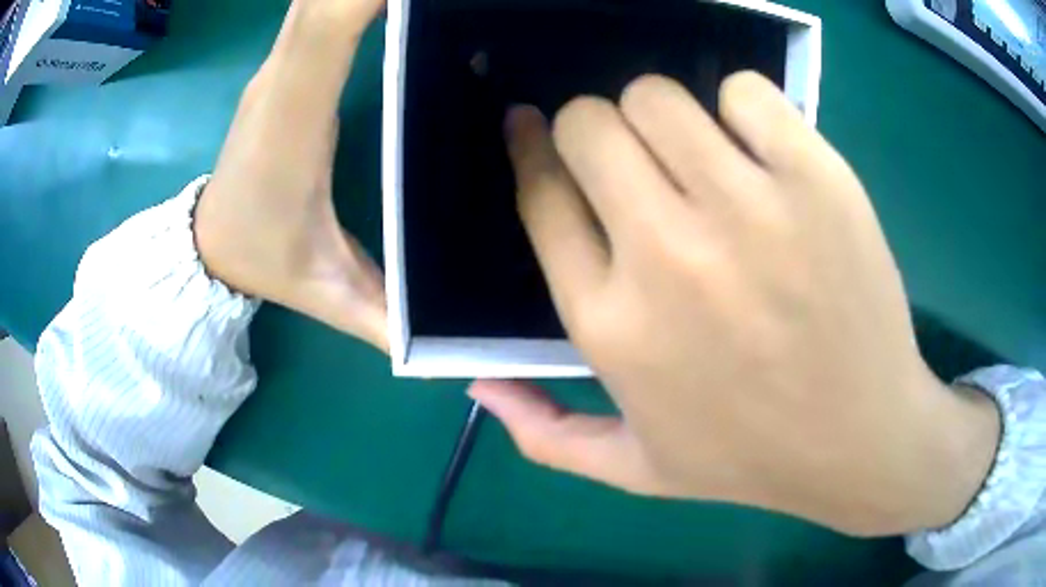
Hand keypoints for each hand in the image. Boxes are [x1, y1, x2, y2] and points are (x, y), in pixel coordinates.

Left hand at [194, 0, 386, 349]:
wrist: (205, 247)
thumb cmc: (259, 261)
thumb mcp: (324, 294)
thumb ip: (385, 315)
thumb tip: (446, 345)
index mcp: (290, 121)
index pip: (325, 26)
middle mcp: (282, 76)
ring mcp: (280, 63)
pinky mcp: (284, 61)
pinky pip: (317, 3)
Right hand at [471, 73, 1000, 535]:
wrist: (861, 442)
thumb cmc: (750, 459)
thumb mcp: (636, 469)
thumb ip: (544, 435)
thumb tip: (477, 386)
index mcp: (609, 323)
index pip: (541, 192)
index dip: (533, 146)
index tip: (536, 128)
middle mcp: (664, 256)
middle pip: (590, 124)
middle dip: (597, 126)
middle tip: (638, 157)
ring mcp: (747, 210)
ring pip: (658, 96)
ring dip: (665, 112)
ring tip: (701, 154)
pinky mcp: (814, 181)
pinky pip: (745, 92)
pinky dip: (744, 107)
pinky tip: (763, 152)